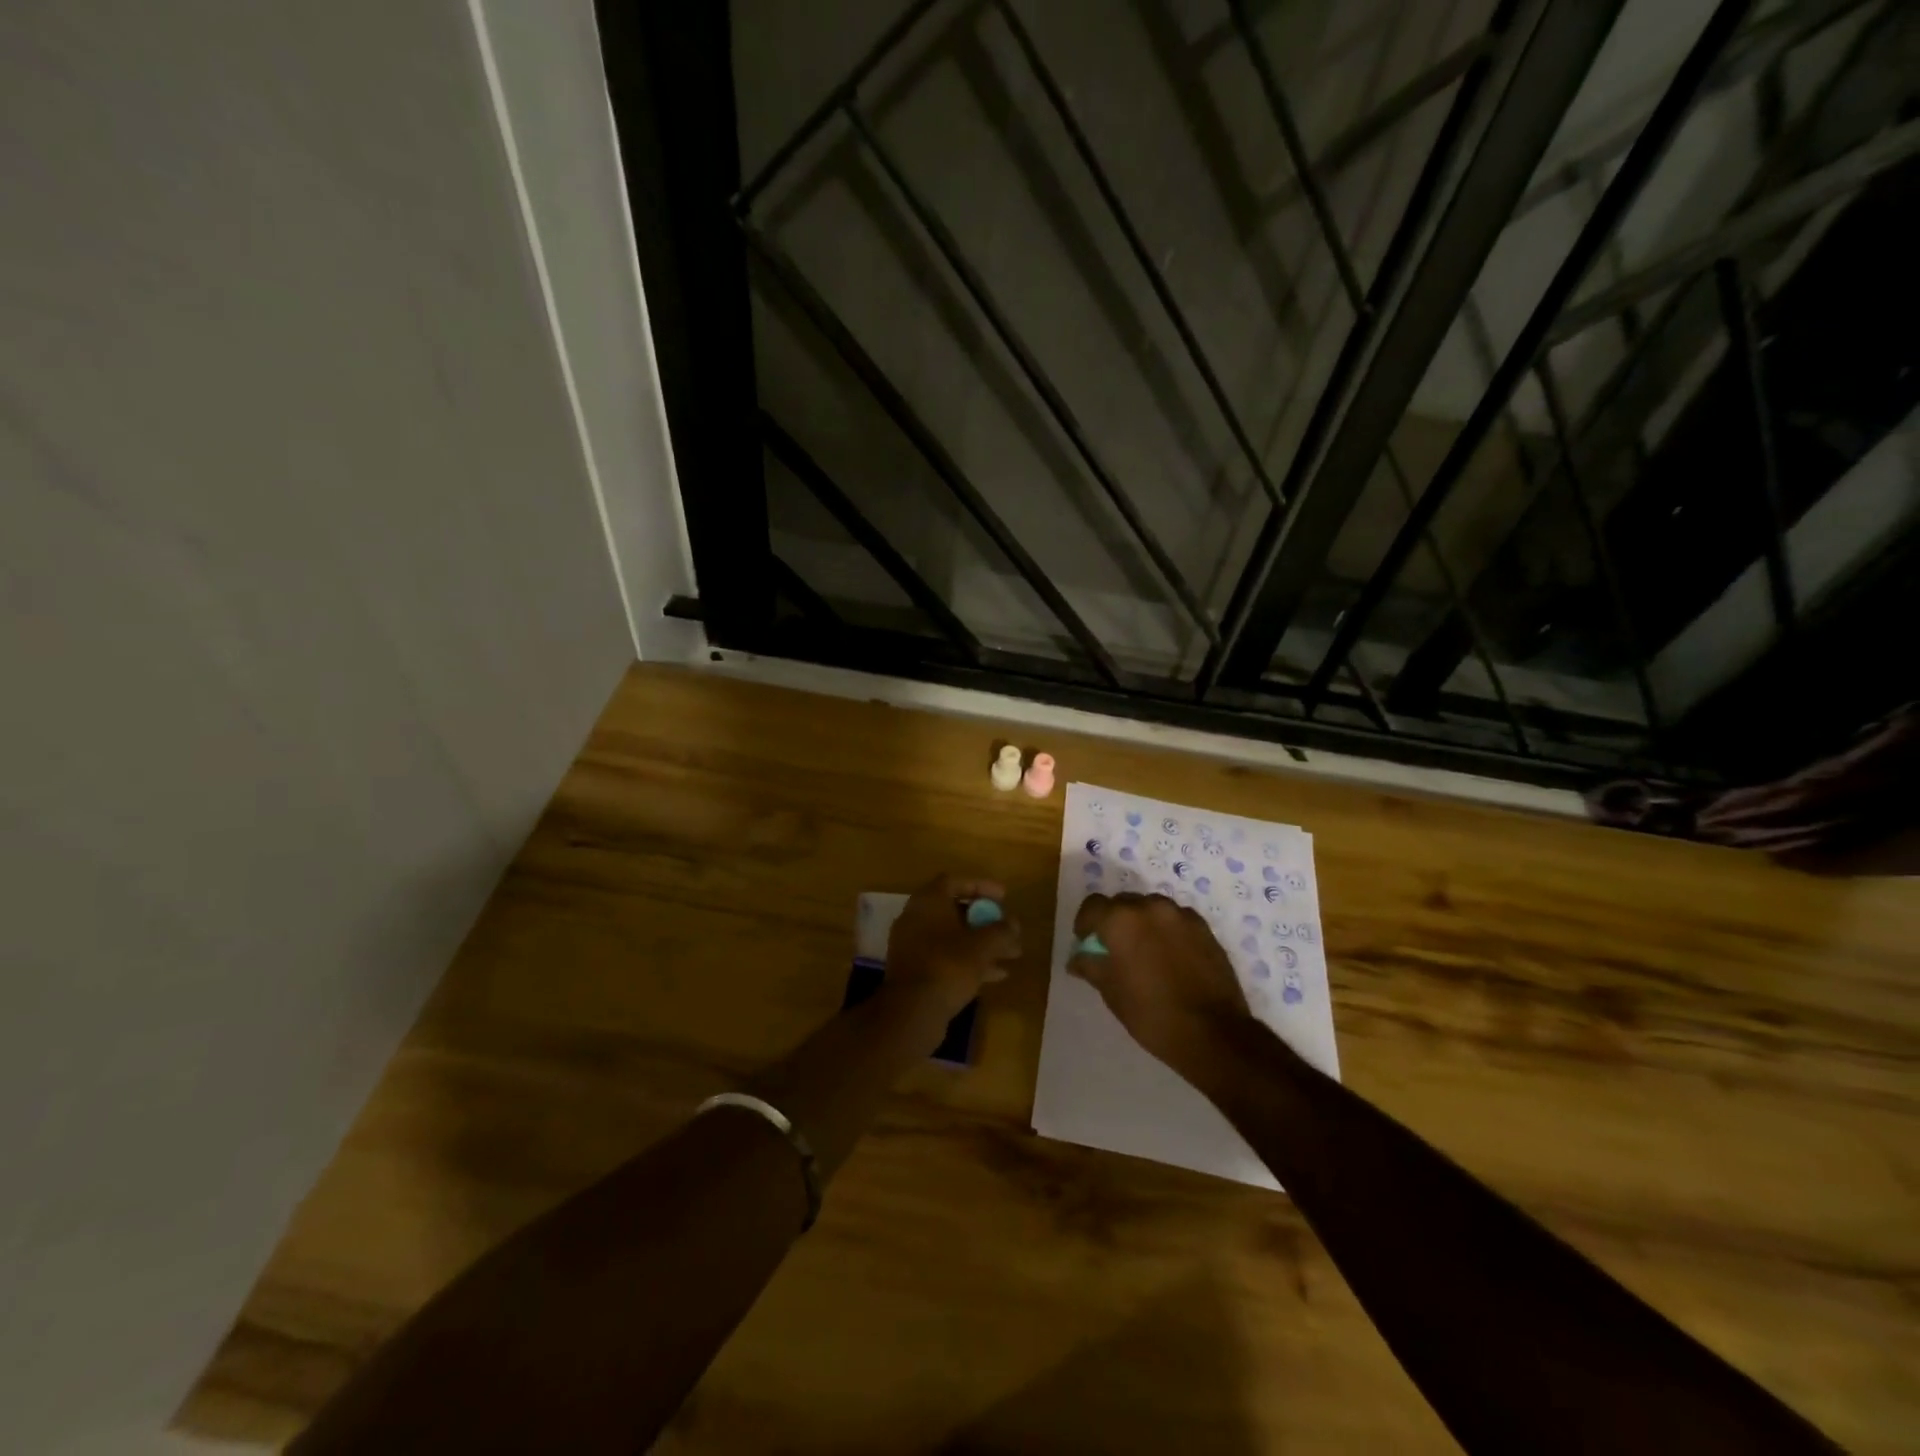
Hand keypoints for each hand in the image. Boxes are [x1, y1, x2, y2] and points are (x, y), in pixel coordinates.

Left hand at [887, 873, 1021, 1019]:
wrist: (912, 1012)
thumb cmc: (948, 966)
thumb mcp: (982, 946)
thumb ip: (1001, 931)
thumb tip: (1013, 923)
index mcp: (927, 902)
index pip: (954, 881)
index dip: (981, 886)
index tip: (1003, 897)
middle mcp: (916, 919)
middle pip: (955, 911)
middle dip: (986, 920)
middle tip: (1008, 929)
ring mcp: (913, 946)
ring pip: (953, 937)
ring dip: (982, 944)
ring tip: (1012, 955)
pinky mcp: (916, 971)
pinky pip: (946, 957)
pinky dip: (970, 961)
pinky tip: (996, 975)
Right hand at [1069, 892, 1251, 1071]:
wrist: (1212, 1033)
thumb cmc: (1151, 1013)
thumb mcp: (1111, 992)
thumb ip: (1091, 966)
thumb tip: (1077, 958)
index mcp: (1121, 920)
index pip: (1093, 905)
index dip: (1085, 922)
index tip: (1087, 942)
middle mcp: (1150, 907)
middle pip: (1123, 903)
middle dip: (1114, 921)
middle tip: (1115, 949)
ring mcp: (1181, 915)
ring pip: (1151, 908)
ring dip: (1142, 923)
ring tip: (1145, 952)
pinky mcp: (1204, 928)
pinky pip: (1176, 920)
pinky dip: (1167, 931)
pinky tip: (1171, 957)